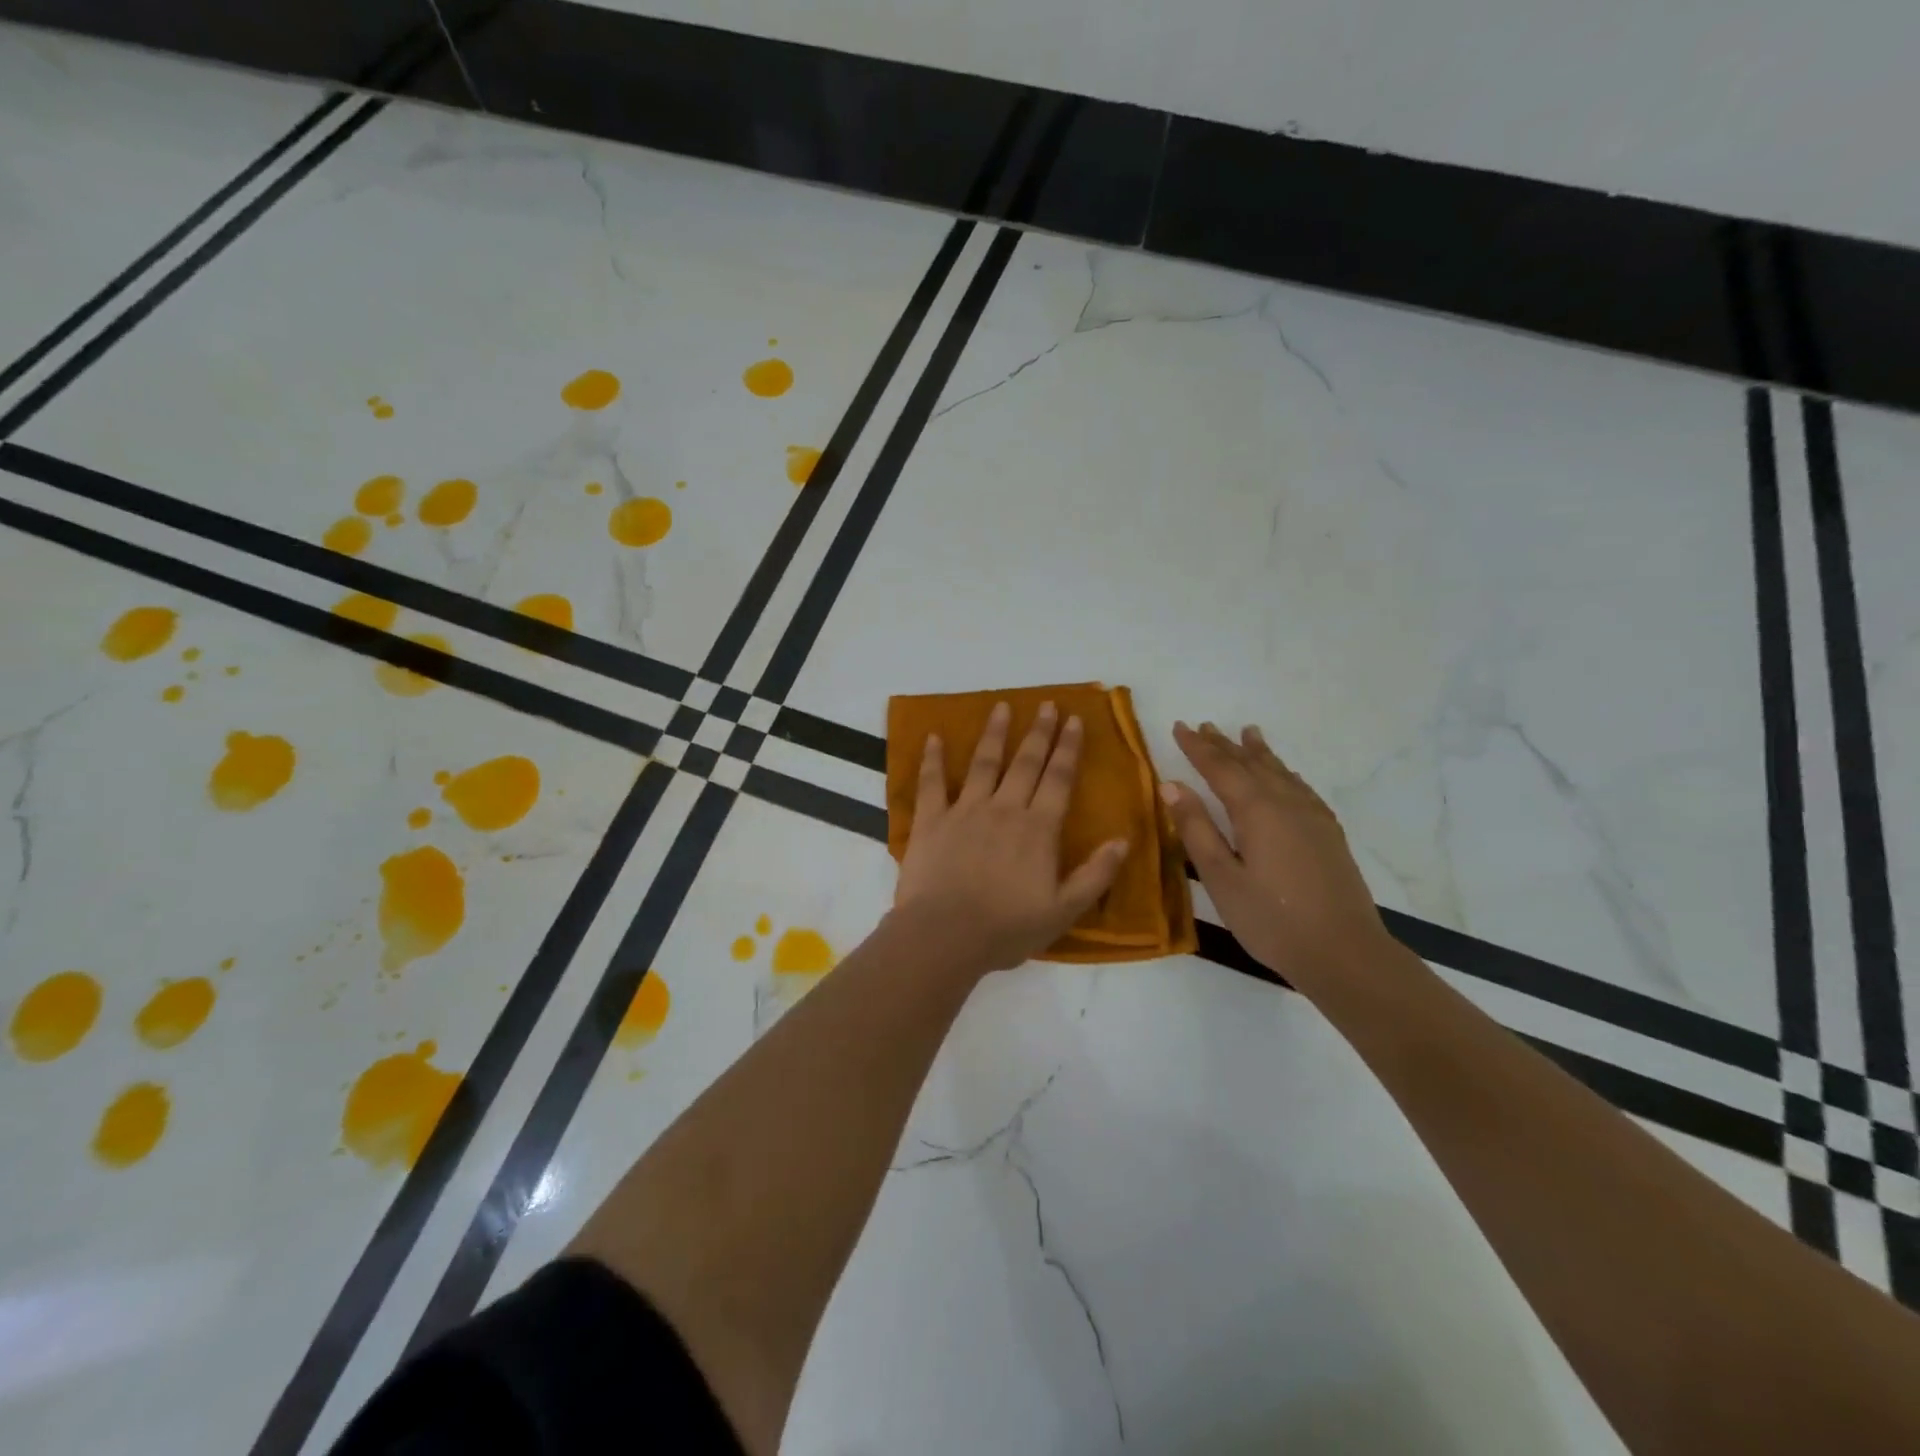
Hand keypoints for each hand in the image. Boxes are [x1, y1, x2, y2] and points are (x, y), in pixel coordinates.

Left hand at [895, 701, 1130, 972]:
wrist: (944, 936)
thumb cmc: (1007, 928)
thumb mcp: (1064, 911)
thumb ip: (1095, 875)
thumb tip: (1123, 840)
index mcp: (1038, 829)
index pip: (1058, 779)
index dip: (1068, 748)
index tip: (1074, 720)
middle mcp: (1004, 809)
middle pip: (1026, 763)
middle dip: (1039, 732)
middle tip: (1047, 705)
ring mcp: (965, 811)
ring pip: (983, 763)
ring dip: (994, 733)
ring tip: (1001, 706)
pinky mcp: (931, 821)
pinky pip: (932, 783)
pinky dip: (932, 759)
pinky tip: (933, 736)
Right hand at [1162, 721, 1388, 984]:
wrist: (1344, 952)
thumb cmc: (1271, 919)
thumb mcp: (1221, 878)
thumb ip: (1196, 829)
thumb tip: (1172, 785)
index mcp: (1256, 810)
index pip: (1220, 768)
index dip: (1197, 747)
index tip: (1180, 726)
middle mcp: (1286, 803)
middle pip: (1250, 764)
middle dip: (1224, 745)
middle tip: (1205, 726)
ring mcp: (1312, 816)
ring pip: (1280, 772)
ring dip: (1258, 752)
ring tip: (1247, 733)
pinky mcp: (1328, 833)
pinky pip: (1301, 787)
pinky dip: (1284, 772)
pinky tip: (1285, 776)